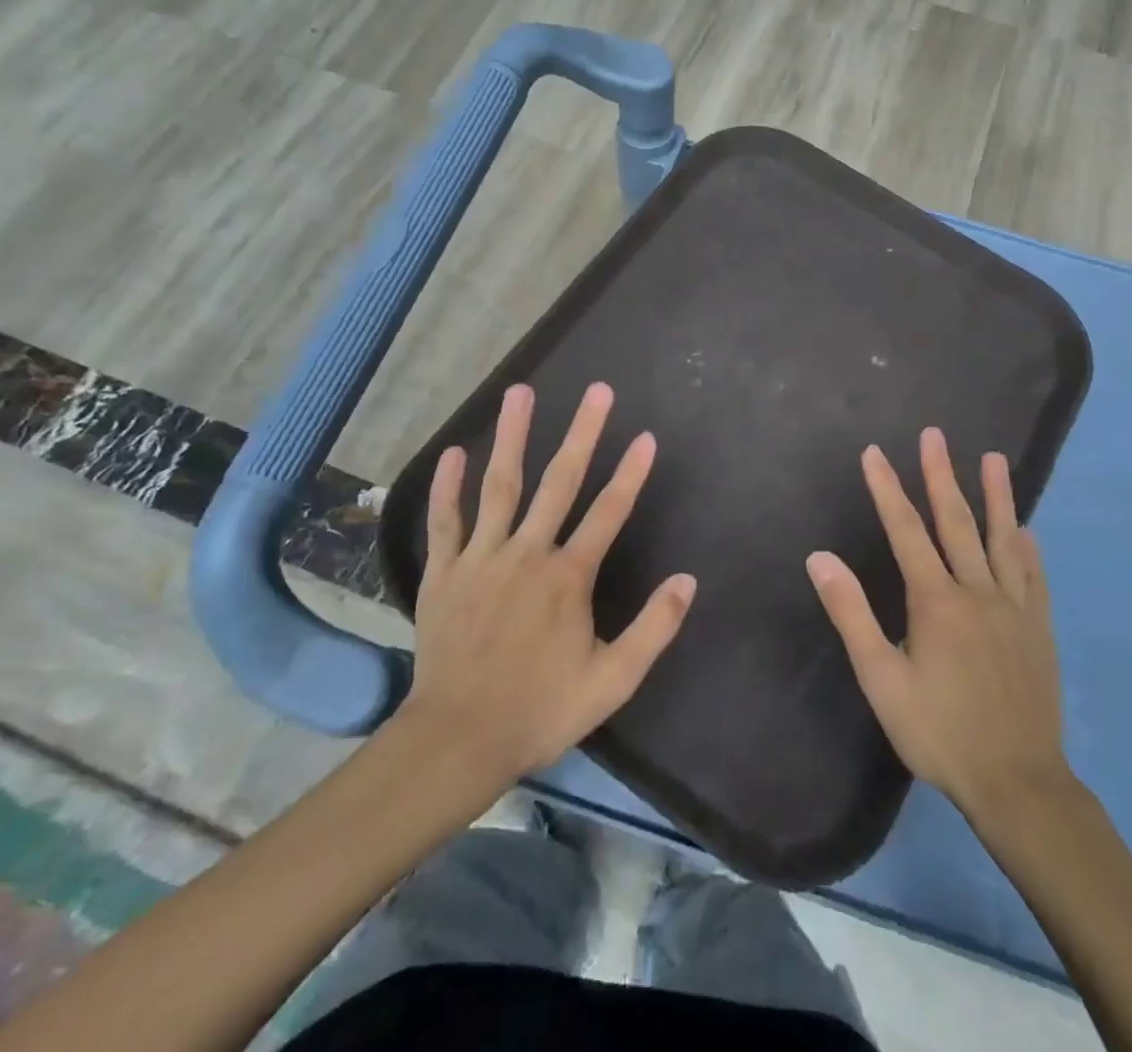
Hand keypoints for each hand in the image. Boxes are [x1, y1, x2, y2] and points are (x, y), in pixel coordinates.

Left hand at [389, 382, 696, 800]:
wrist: (459, 739)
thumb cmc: (540, 709)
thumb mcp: (612, 680)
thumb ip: (653, 628)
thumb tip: (687, 580)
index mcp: (569, 577)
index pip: (609, 513)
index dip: (631, 474)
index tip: (646, 436)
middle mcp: (528, 553)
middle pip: (560, 482)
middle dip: (582, 433)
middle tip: (597, 391)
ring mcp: (482, 558)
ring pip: (500, 486)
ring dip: (513, 436)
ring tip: (520, 392)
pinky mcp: (444, 572)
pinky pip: (445, 521)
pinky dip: (448, 486)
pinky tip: (455, 451)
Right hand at [806, 428, 1071, 818]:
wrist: (1017, 783)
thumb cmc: (939, 731)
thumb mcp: (881, 678)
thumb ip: (851, 613)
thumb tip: (820, 557)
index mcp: (935, 600)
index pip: (905, 530)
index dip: (887, 489)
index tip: (874, 452)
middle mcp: (977, 591)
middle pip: (956, 522)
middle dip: (940, 475)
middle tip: (933, 435)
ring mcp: (1013, 608)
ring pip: (1002, 540)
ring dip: (996, 496)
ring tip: (994, 459)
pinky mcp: (1038, 630)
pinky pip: (1033, 577)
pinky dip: (1027, 549)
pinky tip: (1026, 530)